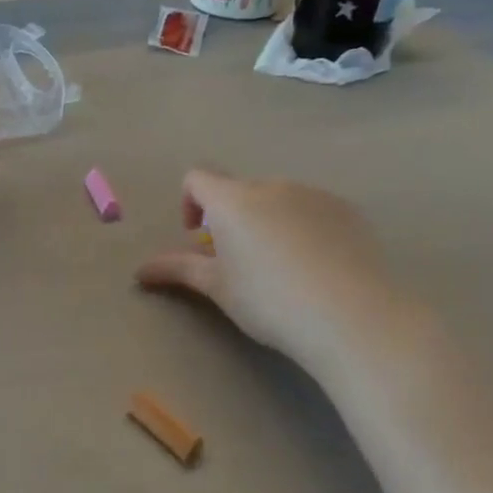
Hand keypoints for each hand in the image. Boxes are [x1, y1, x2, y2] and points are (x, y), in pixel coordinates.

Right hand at [135, 170, 410, 374]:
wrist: (351, 314)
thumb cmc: (270, 301)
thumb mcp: (218, 288)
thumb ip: (179, 270)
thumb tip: (141, 270)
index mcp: (233, 199)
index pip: (198, 177)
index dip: (190, 202)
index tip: (198, 236)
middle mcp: (271, 185)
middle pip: (240, 189)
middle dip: (232, 217)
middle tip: (240, 261)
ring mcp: (313, 194)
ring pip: (278, 199)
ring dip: (268, 220)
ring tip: (282, 267)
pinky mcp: (347, 209)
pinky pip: (313, 209)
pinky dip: (304, 227)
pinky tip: (318, 266)